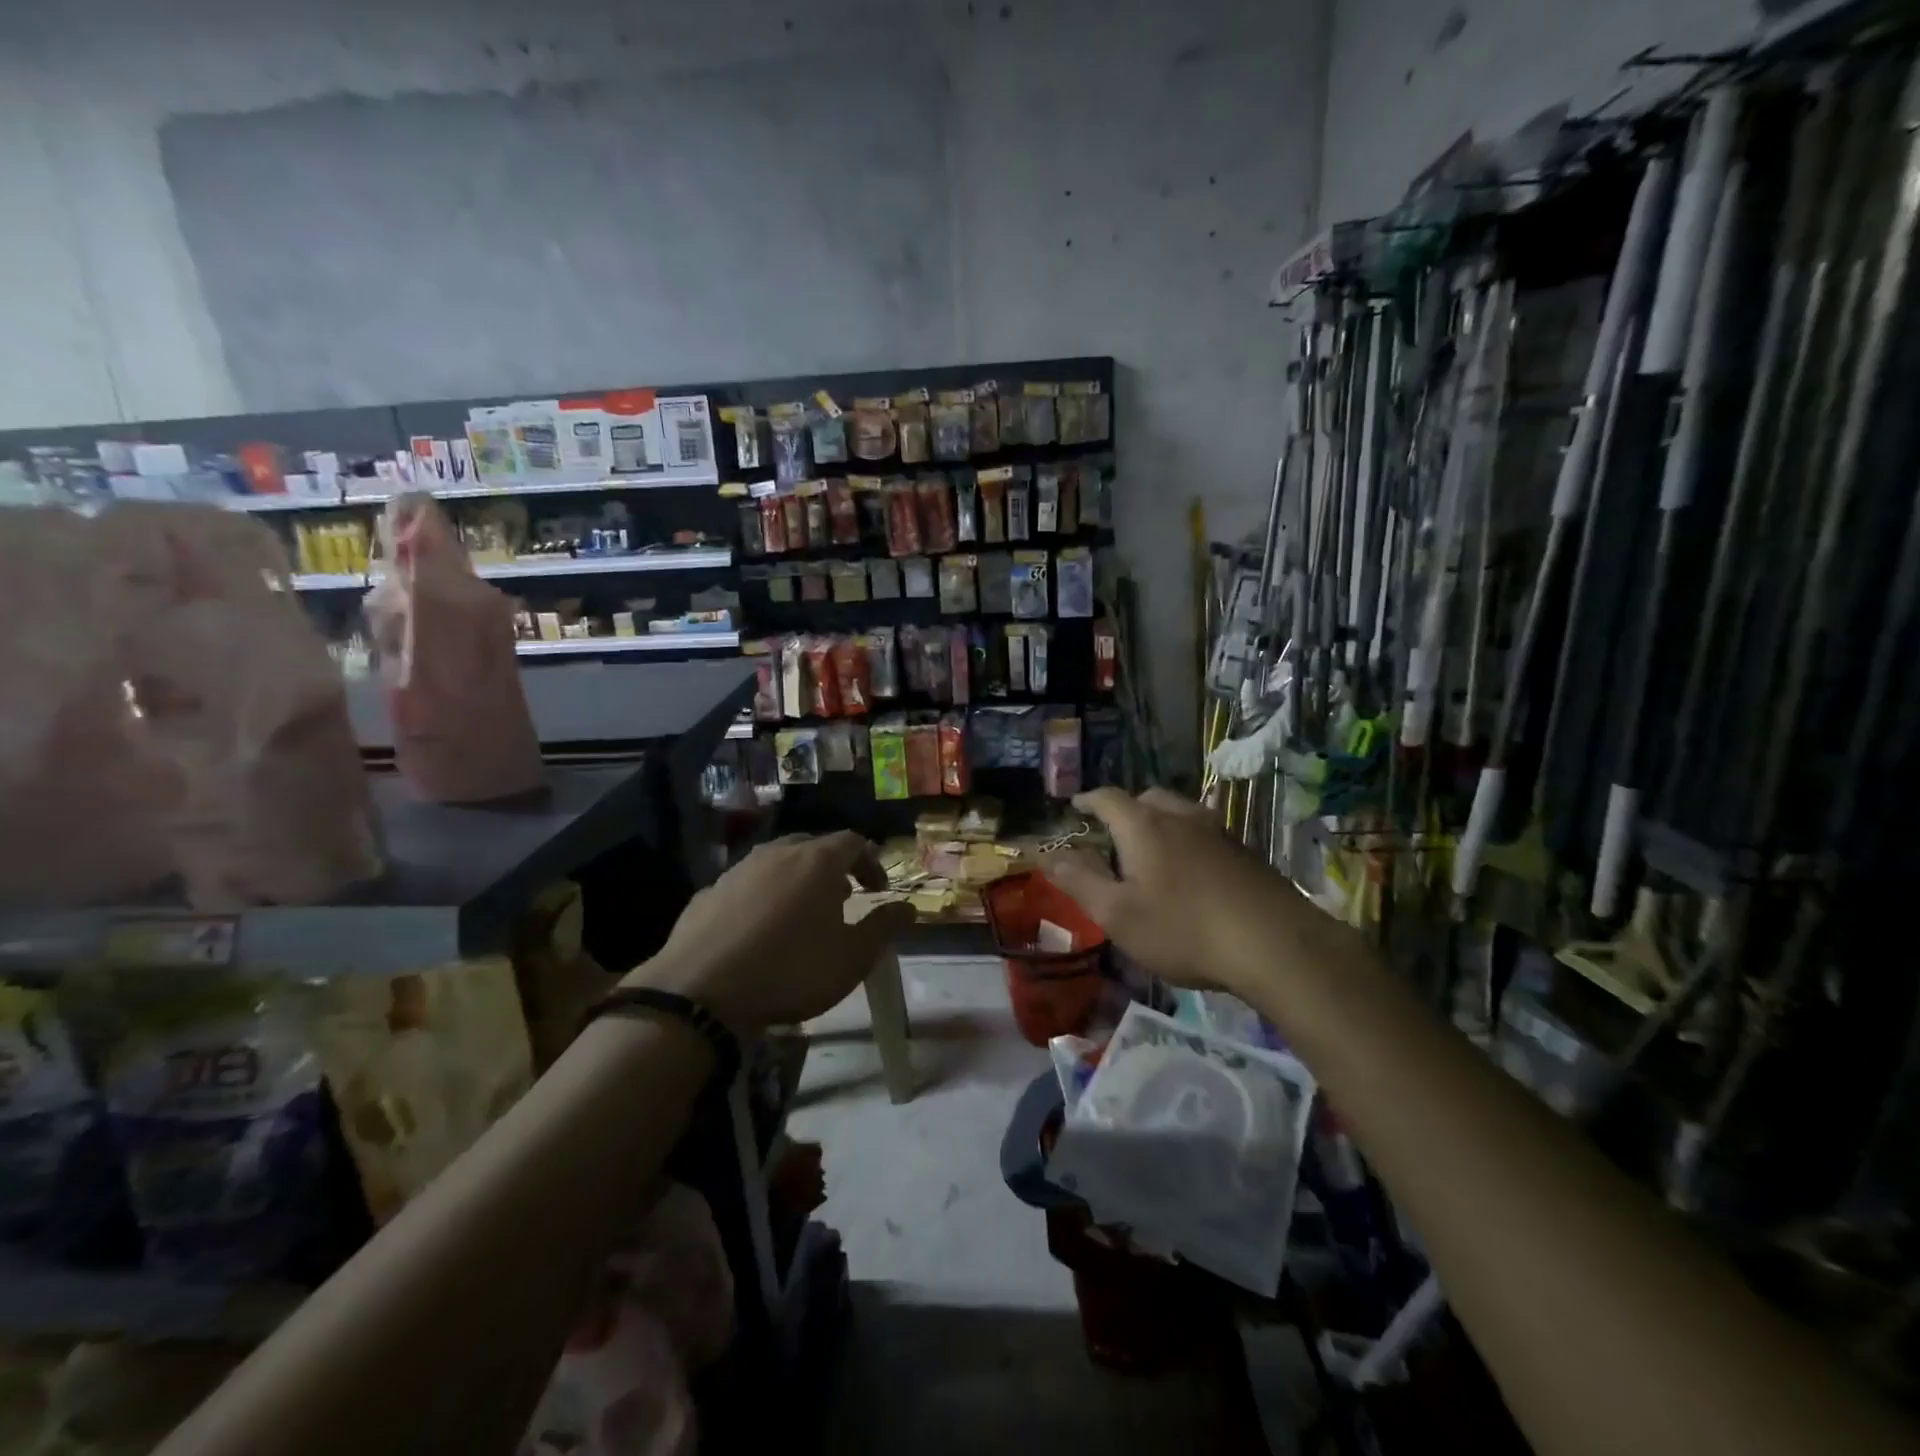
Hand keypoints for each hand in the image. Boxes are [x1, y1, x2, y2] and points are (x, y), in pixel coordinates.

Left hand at [626, 832, 915, 1033]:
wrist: (700, 993)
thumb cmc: (791, 971)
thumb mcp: (852, 958)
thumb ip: (884, 927)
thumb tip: (908, 907)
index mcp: (817, 861)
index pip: (853, 842)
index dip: (871, 862)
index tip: (878, 890)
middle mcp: (777, 854)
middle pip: (812, 846)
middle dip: (832, 867)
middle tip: (842, 897)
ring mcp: (737, 870)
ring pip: (775, 862)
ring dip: (795, 880)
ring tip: (800, 914)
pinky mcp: (706, 893)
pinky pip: (744, 885)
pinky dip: (760, 898)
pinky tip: (757, 931)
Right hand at [1041, 787, 1293, 996]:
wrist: (1275, 944)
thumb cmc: (1184, 930)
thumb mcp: (1118, 914)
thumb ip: (1080, 882)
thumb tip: (1049, 856)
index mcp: (1144, 826)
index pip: (1108, 798)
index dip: (1088, 800)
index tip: (1075, 805)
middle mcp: (1180, 817)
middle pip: (1147, 797)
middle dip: (1126, 808)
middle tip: (1113, 831)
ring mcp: (1218, 831)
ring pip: (1180, 812)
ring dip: (1160, 821)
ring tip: (1152, 848)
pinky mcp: (1245, 851)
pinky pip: (1204, 832)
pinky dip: (1187, 839)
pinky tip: (1191, 870)